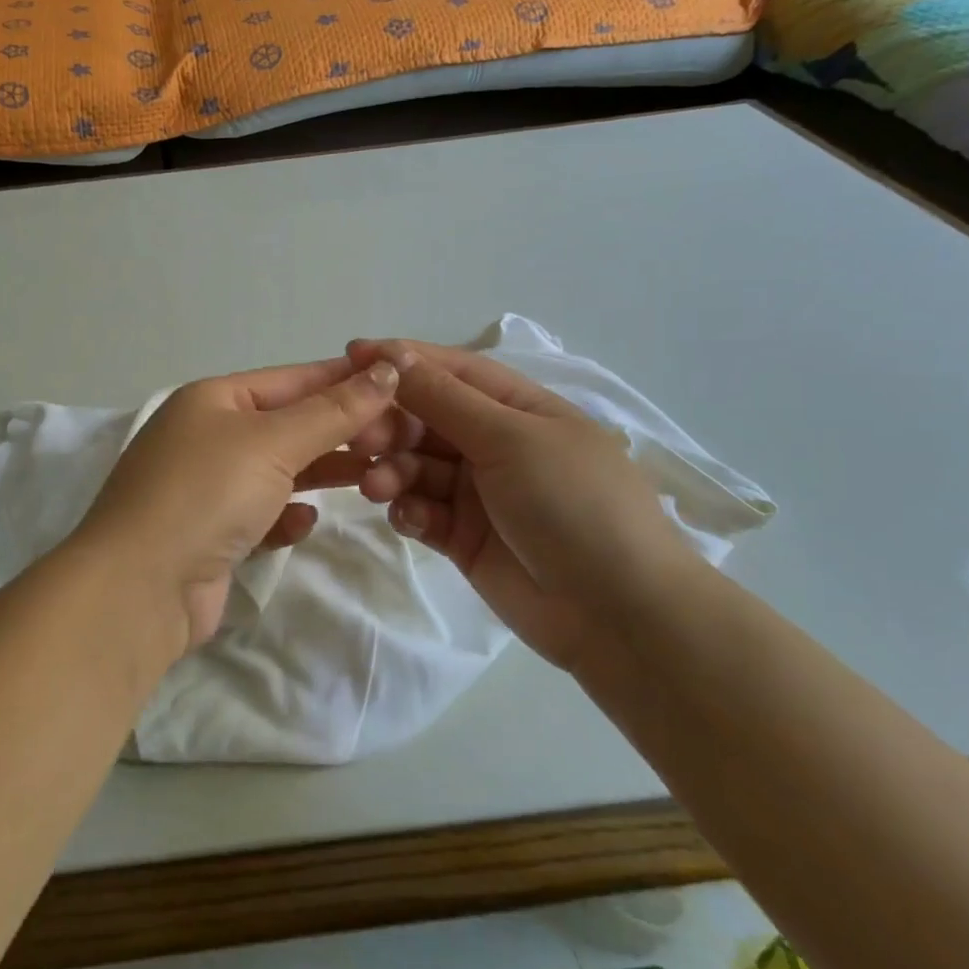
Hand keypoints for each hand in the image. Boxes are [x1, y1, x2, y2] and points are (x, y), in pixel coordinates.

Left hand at [74, 357, 402, 654]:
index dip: (347, 380)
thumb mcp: (273, 442)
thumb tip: (387, 370)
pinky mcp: (210, 535)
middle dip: (340, 432)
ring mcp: (205, 488)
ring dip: (321, 474)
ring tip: (373, 478)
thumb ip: (333, 411)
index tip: (403, 383)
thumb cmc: (206, 494)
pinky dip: (285, 516)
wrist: (139, 588)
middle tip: (398, 441)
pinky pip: (261, 515)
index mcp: (214, 399)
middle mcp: (207, 436)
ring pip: (278, 471)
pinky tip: (304, 525)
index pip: (294, 379)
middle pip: (289, 425)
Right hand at [324, 341, 703, 670]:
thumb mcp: (510, 438)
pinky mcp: (465, 537)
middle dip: (391, 424)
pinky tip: (410, 520)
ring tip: (377, 488)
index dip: (402, 360)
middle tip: (360, 439)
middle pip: (427, 419)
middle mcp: (496, 444)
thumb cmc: (572, 503)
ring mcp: (479, 493)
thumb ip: (444, 399)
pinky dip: (409, 511)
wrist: (619, 613)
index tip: (349, 355)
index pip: (451, 371)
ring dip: (393, 470)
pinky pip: (422, 511)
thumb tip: (393, 354)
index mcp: (518, 409)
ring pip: (417, 467)